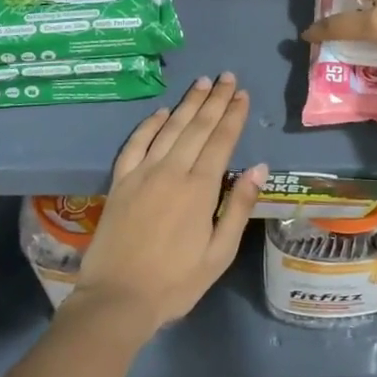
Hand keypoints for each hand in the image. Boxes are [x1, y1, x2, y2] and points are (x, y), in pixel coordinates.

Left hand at [71, 75, 265, 331]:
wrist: (117, 299)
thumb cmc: (176, 282)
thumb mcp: (219, 253)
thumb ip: (238, 207)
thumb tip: (259, 167)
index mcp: (200, 188)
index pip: (221, 140)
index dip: (233, 115)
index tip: (243, 94)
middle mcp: (172, 170)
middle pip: (197, 127)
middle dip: (215, 100)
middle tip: (227, 77)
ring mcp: (142, 173)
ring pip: (169, 128)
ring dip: (187, 104)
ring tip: (202, 83)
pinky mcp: (120, 182)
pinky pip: (135, 144)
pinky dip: (149, 125)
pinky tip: (161, 112)